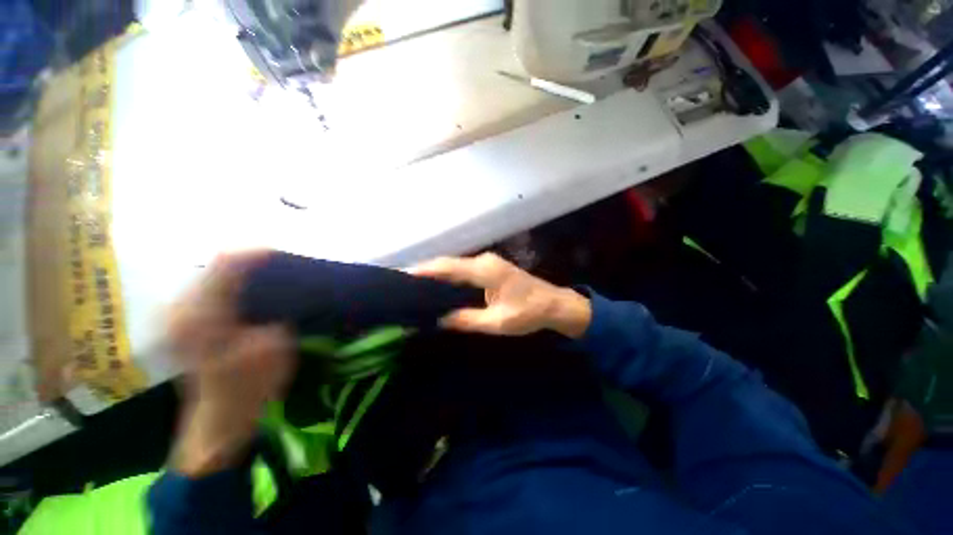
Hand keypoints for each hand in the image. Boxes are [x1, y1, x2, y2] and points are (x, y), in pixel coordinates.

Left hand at [167, 252, 294, 477]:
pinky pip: (211, 291)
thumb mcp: (274, 345)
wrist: (219, 422)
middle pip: (216, 266)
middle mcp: (184, 309)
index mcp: (202, 314)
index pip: (226, 264)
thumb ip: (277, 310)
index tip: (282, 251)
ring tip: (270, 273)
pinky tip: (253, 290)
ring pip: (213, 277)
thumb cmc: (247, 387)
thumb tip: (284, 284)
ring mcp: (181, 317)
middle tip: (280, 263)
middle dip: (250, 261)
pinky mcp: (187, 325)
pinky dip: (234, 285)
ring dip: (242, 272)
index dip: (255, 253)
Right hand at [410, 253, 591, 338]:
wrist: (554, 304)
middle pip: (449, 263)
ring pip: (455, 265)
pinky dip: (448, 275)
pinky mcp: (490, 268)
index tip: (402, 275)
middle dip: (426, 270)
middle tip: (403, 282)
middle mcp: (484, 261)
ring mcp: (488, 262)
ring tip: (415, 284)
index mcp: (485, 271)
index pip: (448, 267)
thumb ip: (467, 320)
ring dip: (436, 272)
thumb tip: (439, 320)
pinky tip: (439, 285)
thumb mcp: (497, 322)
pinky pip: (463, 269)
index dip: (424, 270)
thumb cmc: (528, 313)